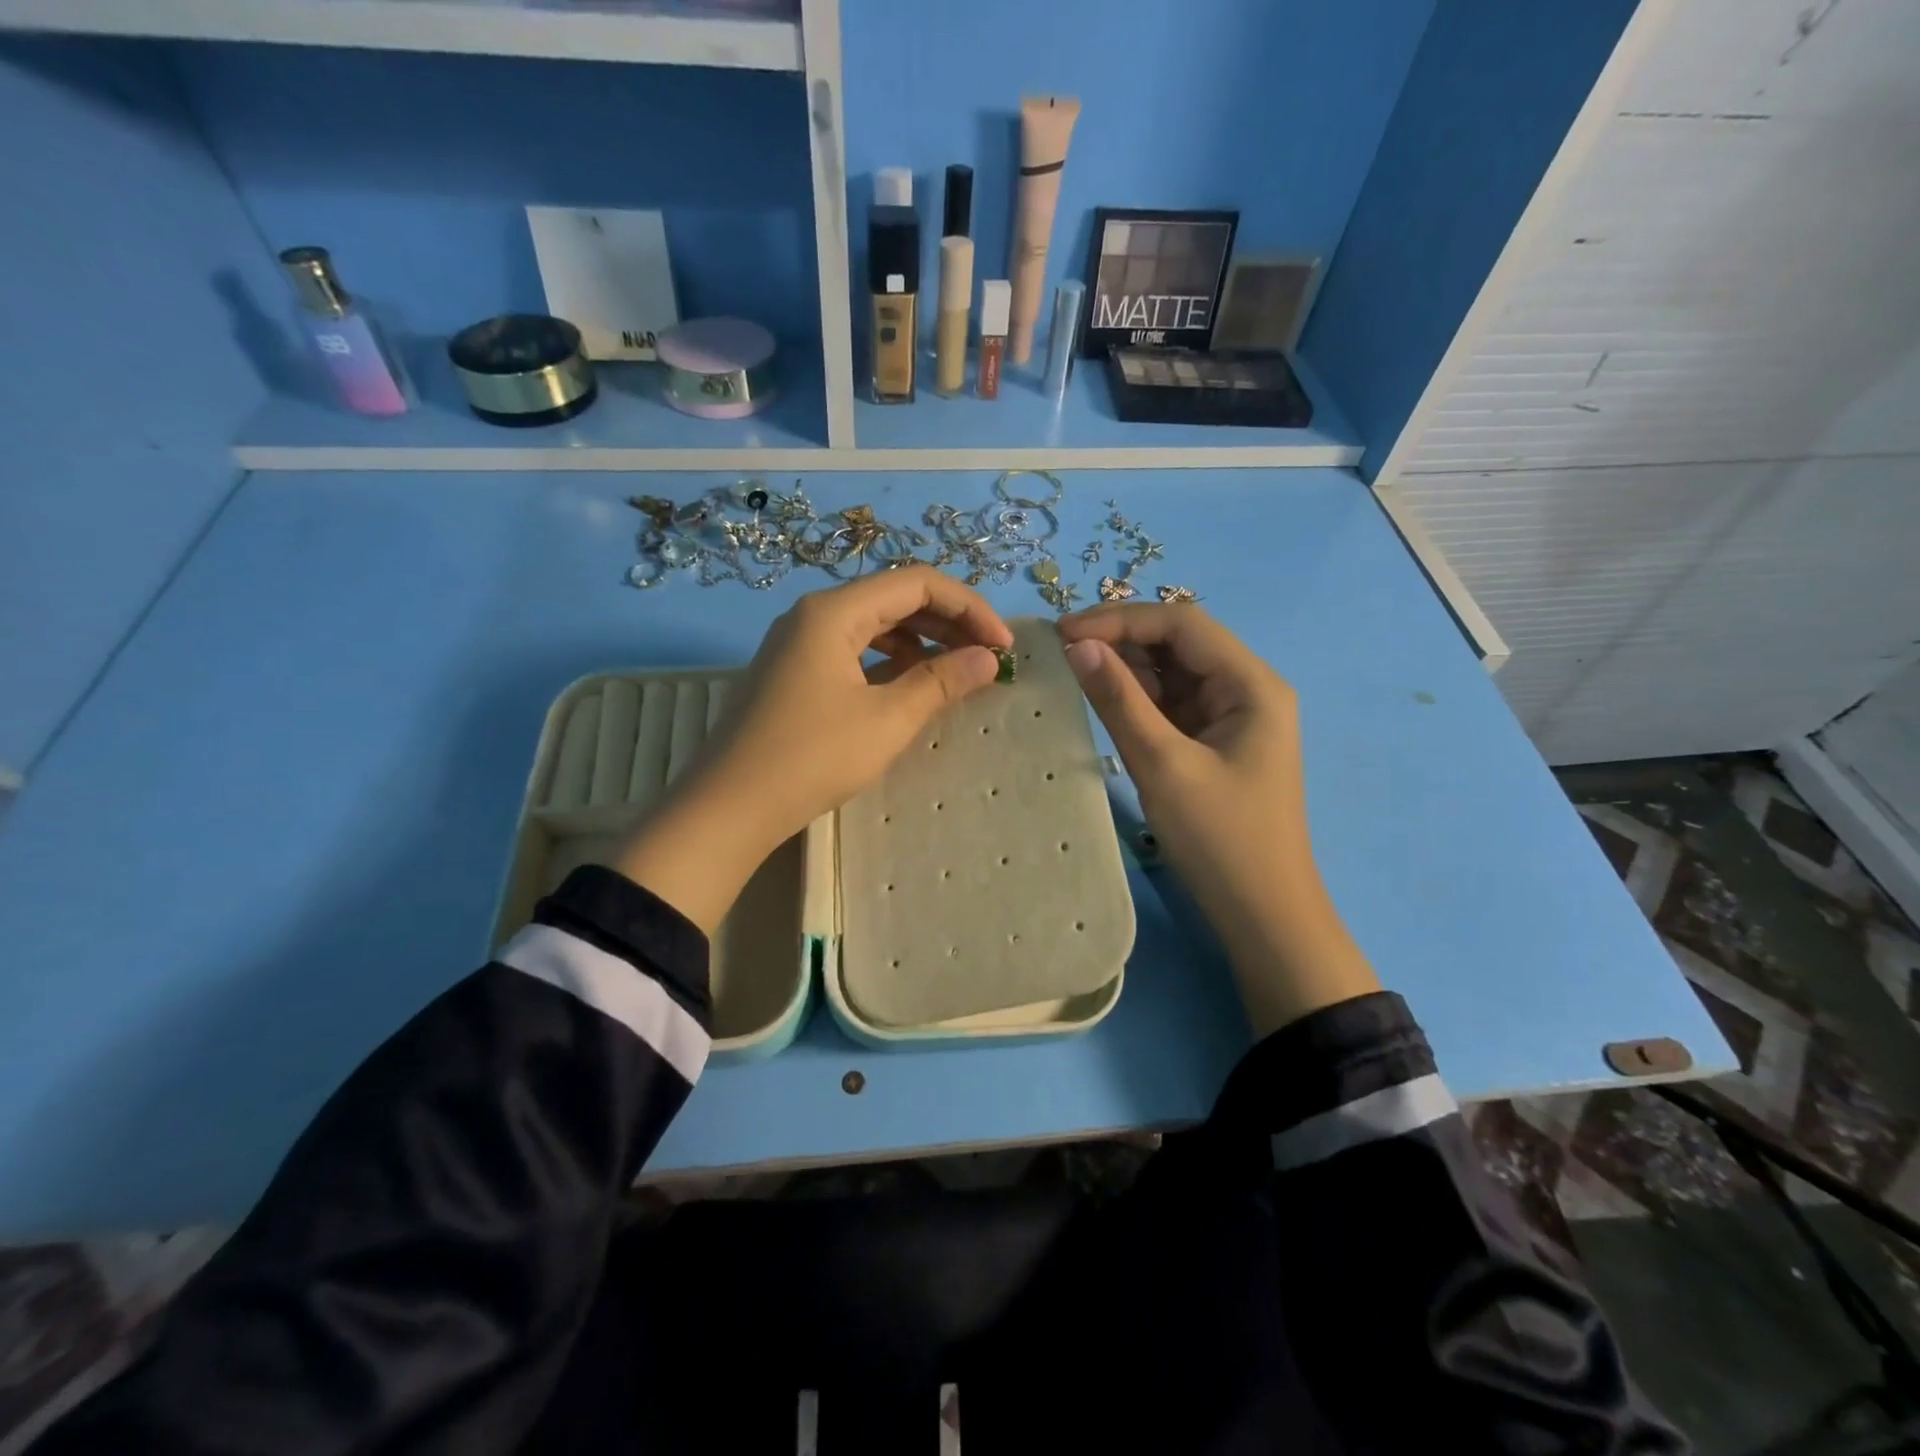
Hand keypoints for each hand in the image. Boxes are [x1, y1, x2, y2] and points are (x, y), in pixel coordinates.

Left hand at [614, 567, 1012, 932]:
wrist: (729, 807)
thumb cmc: (812, 757)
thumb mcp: (887, 720)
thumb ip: (941, 682)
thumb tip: (988, 658)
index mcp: (834, 611)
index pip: (917, 583)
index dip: (969, 607)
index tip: (1002, 646)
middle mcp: (815, 614)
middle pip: (895, 598)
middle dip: (948, 622)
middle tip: (988, 657)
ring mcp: (800, 643)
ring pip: (875, 625)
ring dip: (922, 642)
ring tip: (957, 672)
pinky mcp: (795, 671)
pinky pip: (854, 650)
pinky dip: (891, 661)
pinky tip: (911, 686)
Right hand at [1059, 604, 1377, 1033]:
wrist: (1262, 913)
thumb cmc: (1220, 839)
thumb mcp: (1163, 765)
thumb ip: (1120, 701)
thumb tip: (1078, 646)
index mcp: (1251, 684)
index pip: (1181, 624)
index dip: (1120, 619)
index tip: (1064, 633)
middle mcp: (1247, 688)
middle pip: (1179, 642)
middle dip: (1121, 640)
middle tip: (1062, 652)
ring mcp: (1231, 715)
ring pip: (1172, 671)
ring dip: (1126, 668)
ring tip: (1073, 672)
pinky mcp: (1214, 740)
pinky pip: (1172, 703)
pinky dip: (1137, 698)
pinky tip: (1103, 699)